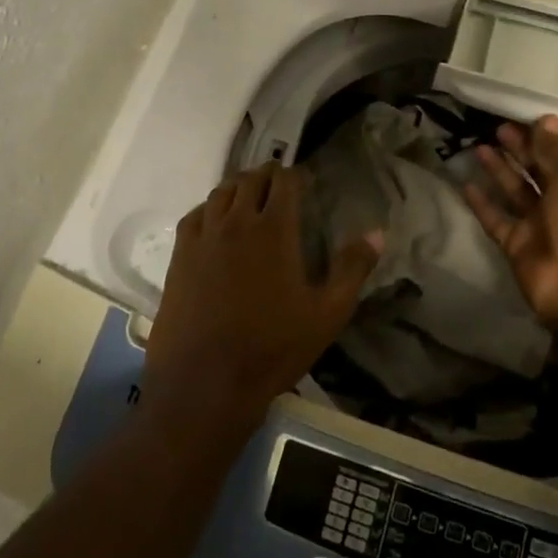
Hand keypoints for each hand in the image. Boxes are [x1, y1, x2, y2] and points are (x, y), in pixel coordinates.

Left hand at [144, 163, 378, 437]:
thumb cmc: (273, 348)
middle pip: (251, 179)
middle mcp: (237, 221)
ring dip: (238, 187)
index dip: (295, 175)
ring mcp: (204, 237)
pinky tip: (215, 221)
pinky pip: (194, 215)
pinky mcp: (180, 256)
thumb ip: (352, 269)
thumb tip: (377, 232)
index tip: (304, 182)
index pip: (284, 181)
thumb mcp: (327, 314)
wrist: (205, 382)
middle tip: (279, 186)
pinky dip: (209, 208)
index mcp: (274, 229)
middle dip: (267, 175)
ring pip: (221, 192)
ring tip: (249, 196)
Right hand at [463, 115, 557, 331]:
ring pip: (516, 191)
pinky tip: (465, 183)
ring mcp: (538, 223)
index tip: (528, 116)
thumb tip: (547, 117)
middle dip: (521, 148)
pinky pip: (496, 218)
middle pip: (539, 169)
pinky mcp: (516, 243)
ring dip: (499, 170)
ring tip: (479, 148)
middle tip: (498, 128)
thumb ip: (552, 150)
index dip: (550, 135)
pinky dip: (482, 203)